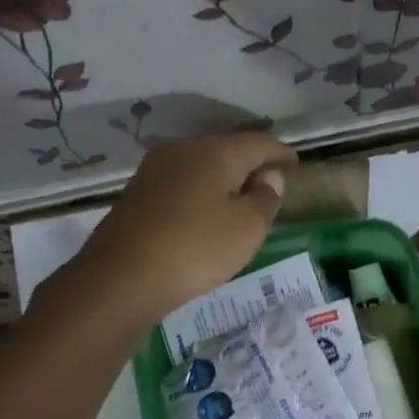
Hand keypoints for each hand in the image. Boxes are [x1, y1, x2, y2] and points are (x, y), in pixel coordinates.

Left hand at [60, 132, 296, 324]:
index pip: (259, 142)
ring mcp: (155, 169)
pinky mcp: (138, 193)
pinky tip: (205, 211)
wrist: (122, 277)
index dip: (281, 152)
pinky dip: (201, 192)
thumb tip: (269, 177)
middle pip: (226, 148)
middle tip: (269, 181)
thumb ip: (265, 198)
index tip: (296, 163)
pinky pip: (181, 183)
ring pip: (201, 165)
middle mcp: (183, 149)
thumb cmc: (196, 248)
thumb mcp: (247, 229)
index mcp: (216, 151)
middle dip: (250, 162)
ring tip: (240, 198)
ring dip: (223, 178)